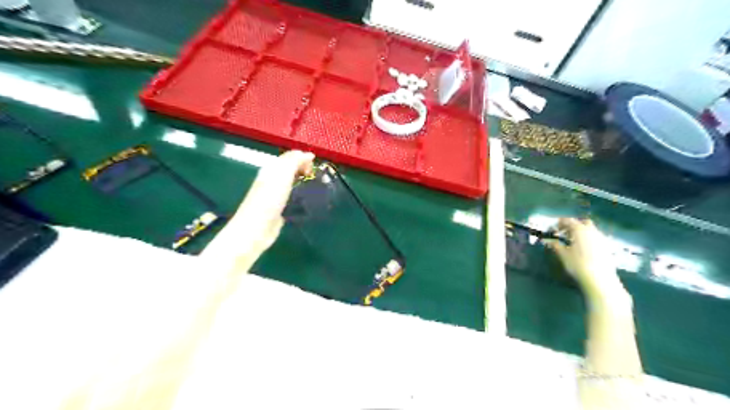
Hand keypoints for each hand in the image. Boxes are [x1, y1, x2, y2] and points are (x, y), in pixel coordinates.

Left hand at [234, 151, 312, 253]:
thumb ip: (294, 161)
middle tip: (315, 177)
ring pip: (293, 183)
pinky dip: (302, 196)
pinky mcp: (280, 209)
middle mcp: (273, 180)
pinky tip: (308, 201)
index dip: (303, 158)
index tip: (315, 166)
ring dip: (304, 183)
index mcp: (271, 169)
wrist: (256, 228)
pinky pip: (293, 198)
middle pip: (291, 170)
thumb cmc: (269, 199)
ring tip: (316, 187)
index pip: (289, 157)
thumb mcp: (282, 174)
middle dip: (304, 169)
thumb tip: (308, 154)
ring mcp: (276, 195)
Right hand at [545, 219, 623, 299]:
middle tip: (565, 233)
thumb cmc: (578, 264)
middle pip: (583, 222)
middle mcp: (592, 231)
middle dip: (574, 225)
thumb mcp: (563, 254)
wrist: (600, 279)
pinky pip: (596, 238)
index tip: (553, 228)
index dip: (559, 223)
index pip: (568, 221)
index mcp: (580, 230)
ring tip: (573, 242)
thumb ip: (555, 245)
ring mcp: (602, 239)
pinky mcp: (607, 248)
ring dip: (582, 232)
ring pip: (591, 230)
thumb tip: (547, 240)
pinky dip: (589, 239)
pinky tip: (584, 249)